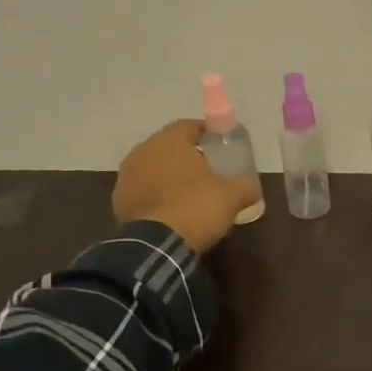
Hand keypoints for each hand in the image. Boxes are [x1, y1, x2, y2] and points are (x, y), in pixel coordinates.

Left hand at [111, 120, 260, 255]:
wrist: (156, 244)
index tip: (221, 146)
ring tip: (190, 193)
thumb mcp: (233, 196)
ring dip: (171, 177)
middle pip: (170, 147)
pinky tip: (172, 211)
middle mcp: (143, 151)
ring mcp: (127, 176)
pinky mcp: (119, 200)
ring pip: (154, 169)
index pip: (190, 126)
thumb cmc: (196, 207)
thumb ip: (246, 186)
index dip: (208, 134)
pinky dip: (158, 196)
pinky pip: (144, 190)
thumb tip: (252, 187)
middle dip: (188, 157)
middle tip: (208, 171)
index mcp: (170, 141)